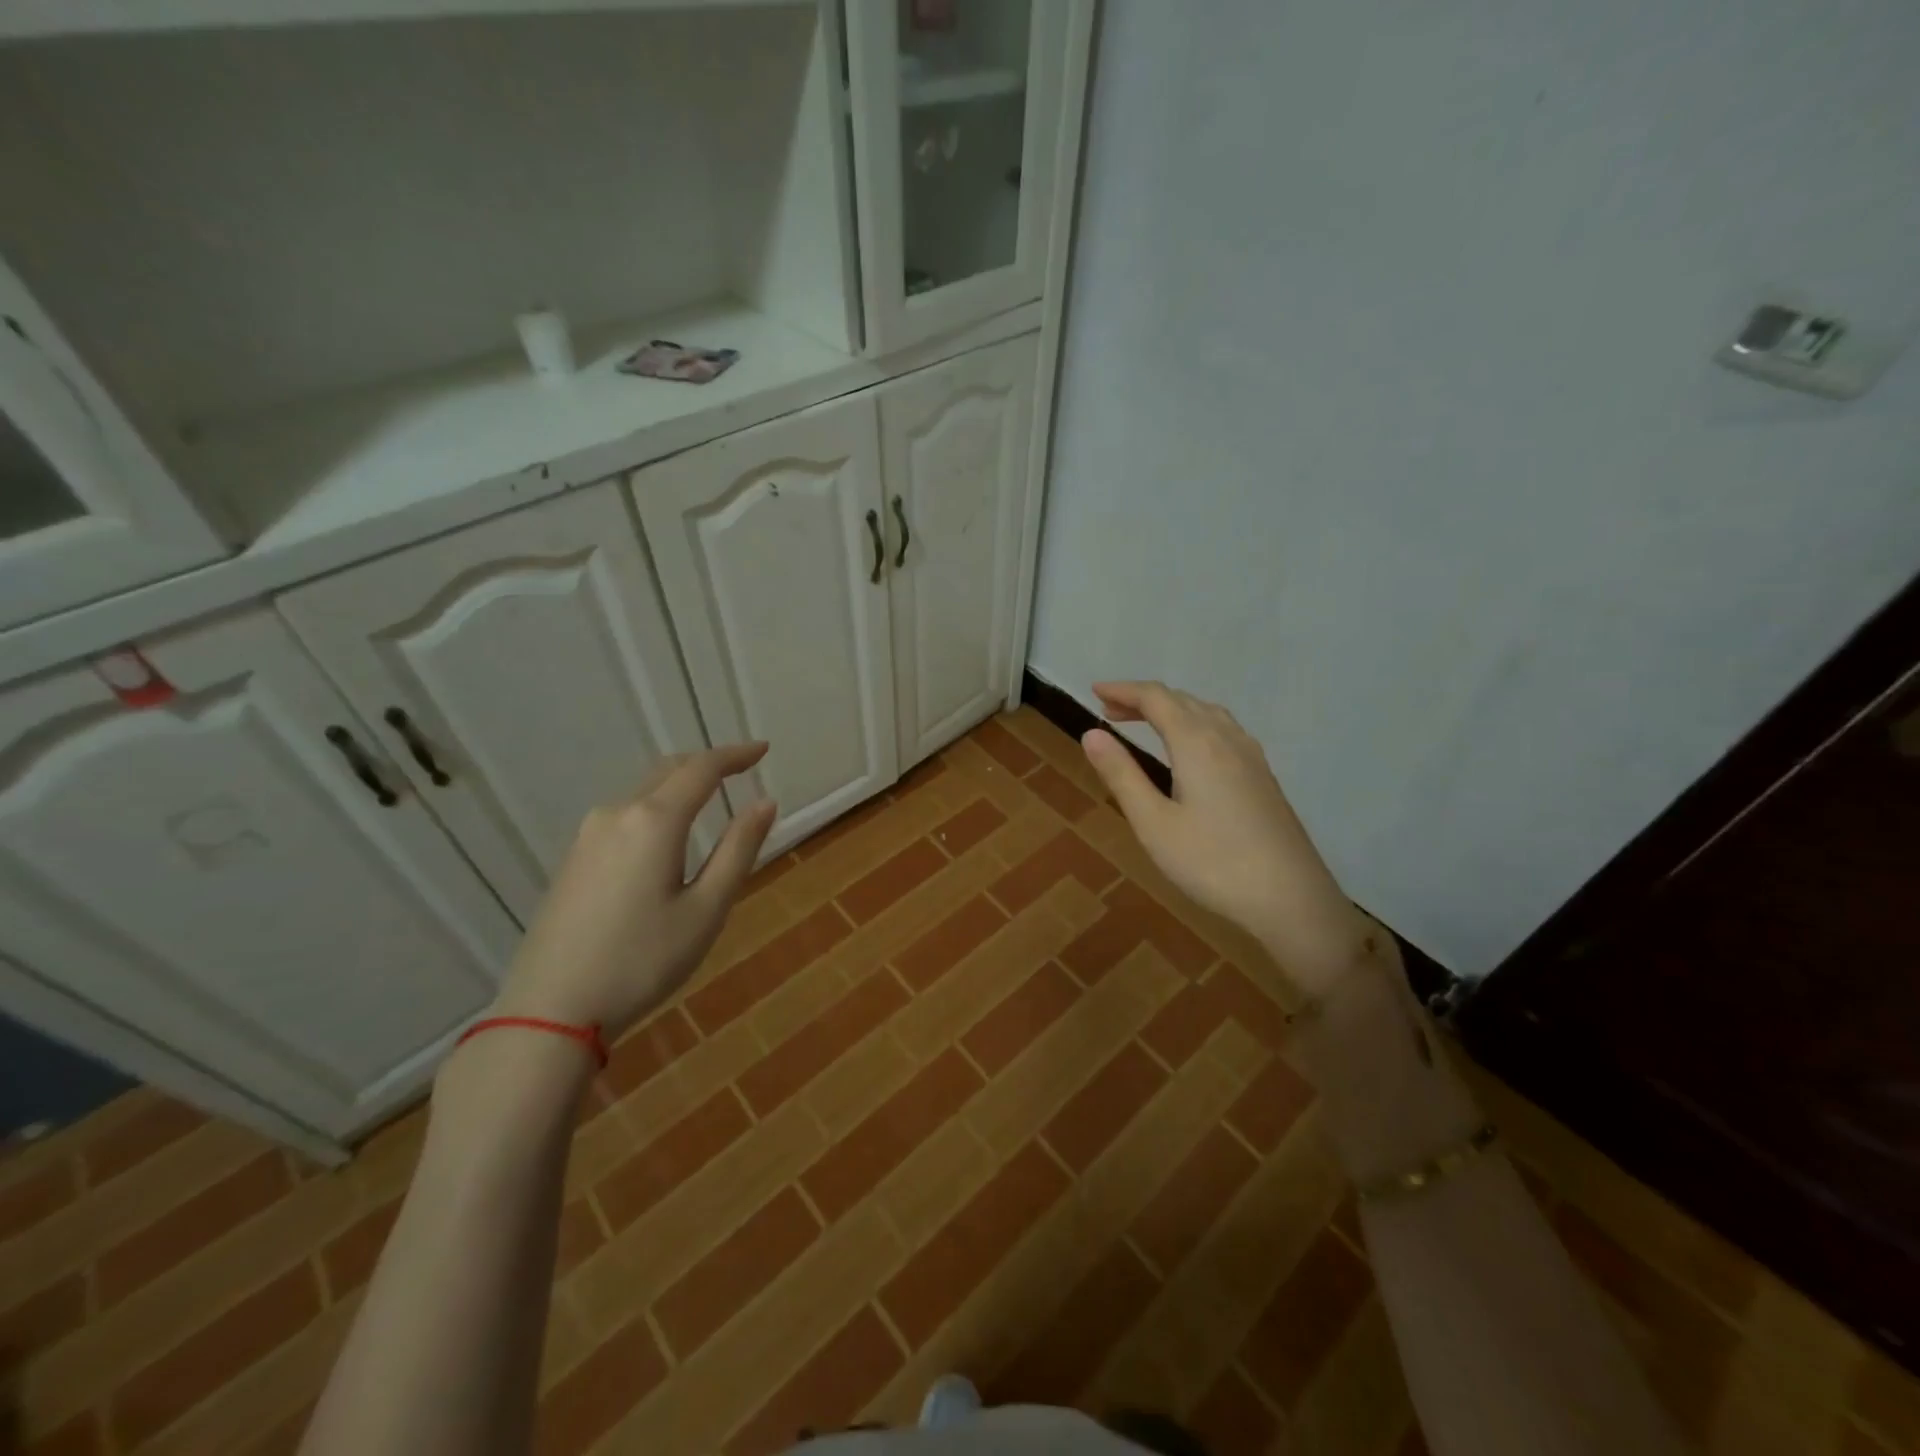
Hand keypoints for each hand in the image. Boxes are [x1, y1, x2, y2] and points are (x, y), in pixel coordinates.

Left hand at [490, 744, 777, 1034]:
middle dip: (708, 764)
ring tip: (710, 799)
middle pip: (668, 771)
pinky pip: (624, 815)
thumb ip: (738, 850)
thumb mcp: (706, 910)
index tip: (763, 750)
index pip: (702, 769)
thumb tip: (765, 803)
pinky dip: (656, 807)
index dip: (736, 755)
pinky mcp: (573, 859)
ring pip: (643, 791)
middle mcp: (617, 815)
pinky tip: (666, 835)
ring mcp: (587, 836)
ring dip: (680, 785)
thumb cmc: (642, 962)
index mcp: (654, 822)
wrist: (550, 1011)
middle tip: (742, 769)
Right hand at [1080, 681, 1371, 994]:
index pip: (1156, 698)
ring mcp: (1251, 757)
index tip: (1094, 691)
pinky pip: (1223, 730)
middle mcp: (1226, 739)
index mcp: (1196, 743)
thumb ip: (1122, 775)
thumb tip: (1091, 733)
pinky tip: (1190, 750)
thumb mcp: (1153, 823)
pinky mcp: (1263, 777)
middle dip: (1143, 699)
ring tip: (1144, 724)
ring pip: (1207, 713)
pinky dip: (1194, 724)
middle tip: (1109, 710)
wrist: (1291, 898)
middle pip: (1182, 700)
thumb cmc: (1212, 862)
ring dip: (1171, 710)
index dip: (1123, 689)